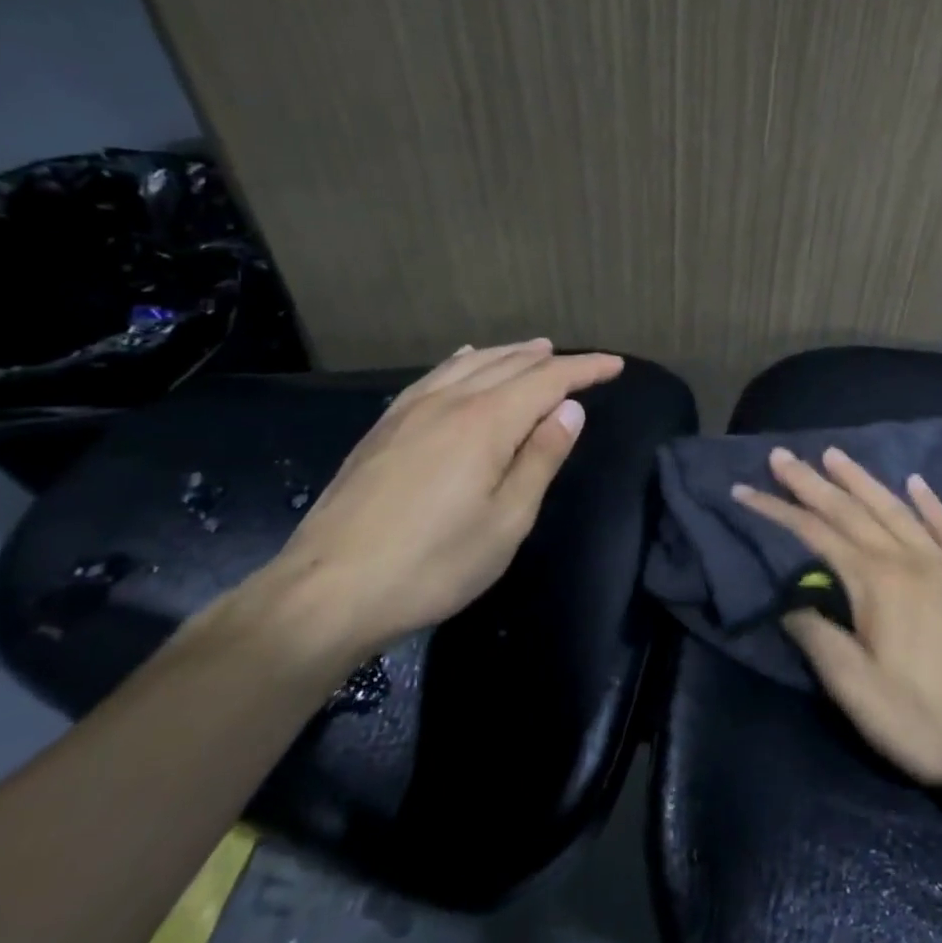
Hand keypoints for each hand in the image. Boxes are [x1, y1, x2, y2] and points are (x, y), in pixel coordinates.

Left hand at [257, 339, 622, 660]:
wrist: (326, 593)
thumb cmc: (433, 564)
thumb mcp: (507, 521)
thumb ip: (541, 458)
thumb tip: (570, 410)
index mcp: (486, 422)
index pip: (548, 380)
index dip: (585, 369)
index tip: (615, 365)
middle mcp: (450, 402)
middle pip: (510, 365)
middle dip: (551, 360)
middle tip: (582, 362)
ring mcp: (410, 411)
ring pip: (470, 364)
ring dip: (509, 354)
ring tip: (534, 349)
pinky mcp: (384, 427)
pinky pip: (434, 375)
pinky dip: (463, 361)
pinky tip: (464, 360)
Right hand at [733, 446, 941, 797]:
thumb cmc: (929, 719)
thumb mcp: (859, 693)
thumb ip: (820, 640)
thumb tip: (790, 602)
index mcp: (874, 583)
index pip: (813, 534)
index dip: (776, 511)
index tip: (744, 489)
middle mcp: (907, 559)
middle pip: (851, 510)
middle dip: (811, 483)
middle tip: (782, 457)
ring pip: (896, 508)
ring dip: (862, 480)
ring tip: (835, 455)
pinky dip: (930, 501)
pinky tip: (917, 482)